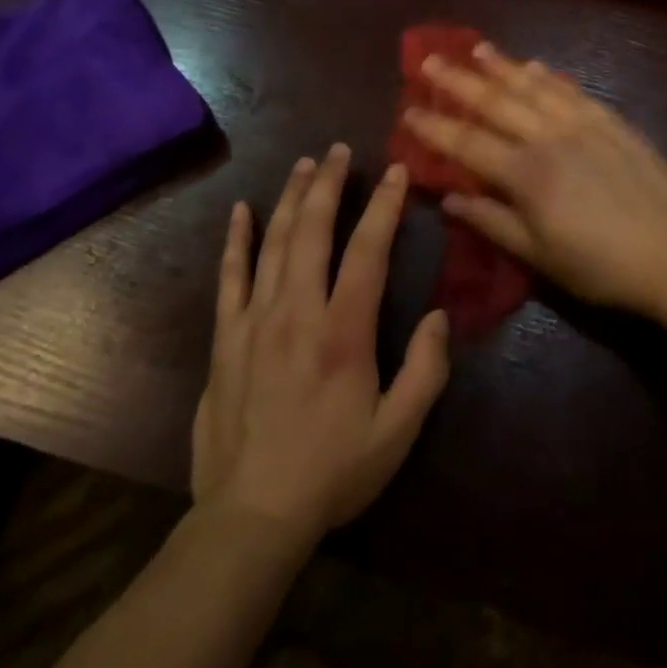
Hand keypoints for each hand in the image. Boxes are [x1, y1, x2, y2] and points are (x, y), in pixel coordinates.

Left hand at [192, 145, 449, 543]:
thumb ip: (426, 371)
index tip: (396, 171)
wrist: (250, 518)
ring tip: (304, 164)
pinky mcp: (225, 338)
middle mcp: (298, 312)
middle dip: (329, 184)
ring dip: (291, 198)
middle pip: (314, 230)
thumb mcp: (397, 432)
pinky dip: (236, 241)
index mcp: (344, 332)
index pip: (368, 250)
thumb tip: (440, 315)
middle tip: (339, 149)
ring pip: (274, 243)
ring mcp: (255, 321)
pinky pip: (230, 278)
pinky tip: (240, 212)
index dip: (385, 206)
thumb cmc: (332, 472)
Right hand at [404, 44, 666, 318]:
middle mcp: (548, 137)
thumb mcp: (540, 255)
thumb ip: (492, 221)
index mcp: (526, 174)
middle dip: (458, 81)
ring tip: (476, 48)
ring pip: (532, 87)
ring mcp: (582, 124)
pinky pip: (572, 90)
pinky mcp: (612, 121)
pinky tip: (534, 66)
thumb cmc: (600, 266)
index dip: (435, 127)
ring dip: (502, 67)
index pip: (467, 143)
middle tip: (430, 60)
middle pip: (494, 103)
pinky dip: (548, 76)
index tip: (407, 109)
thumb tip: (448, 197)